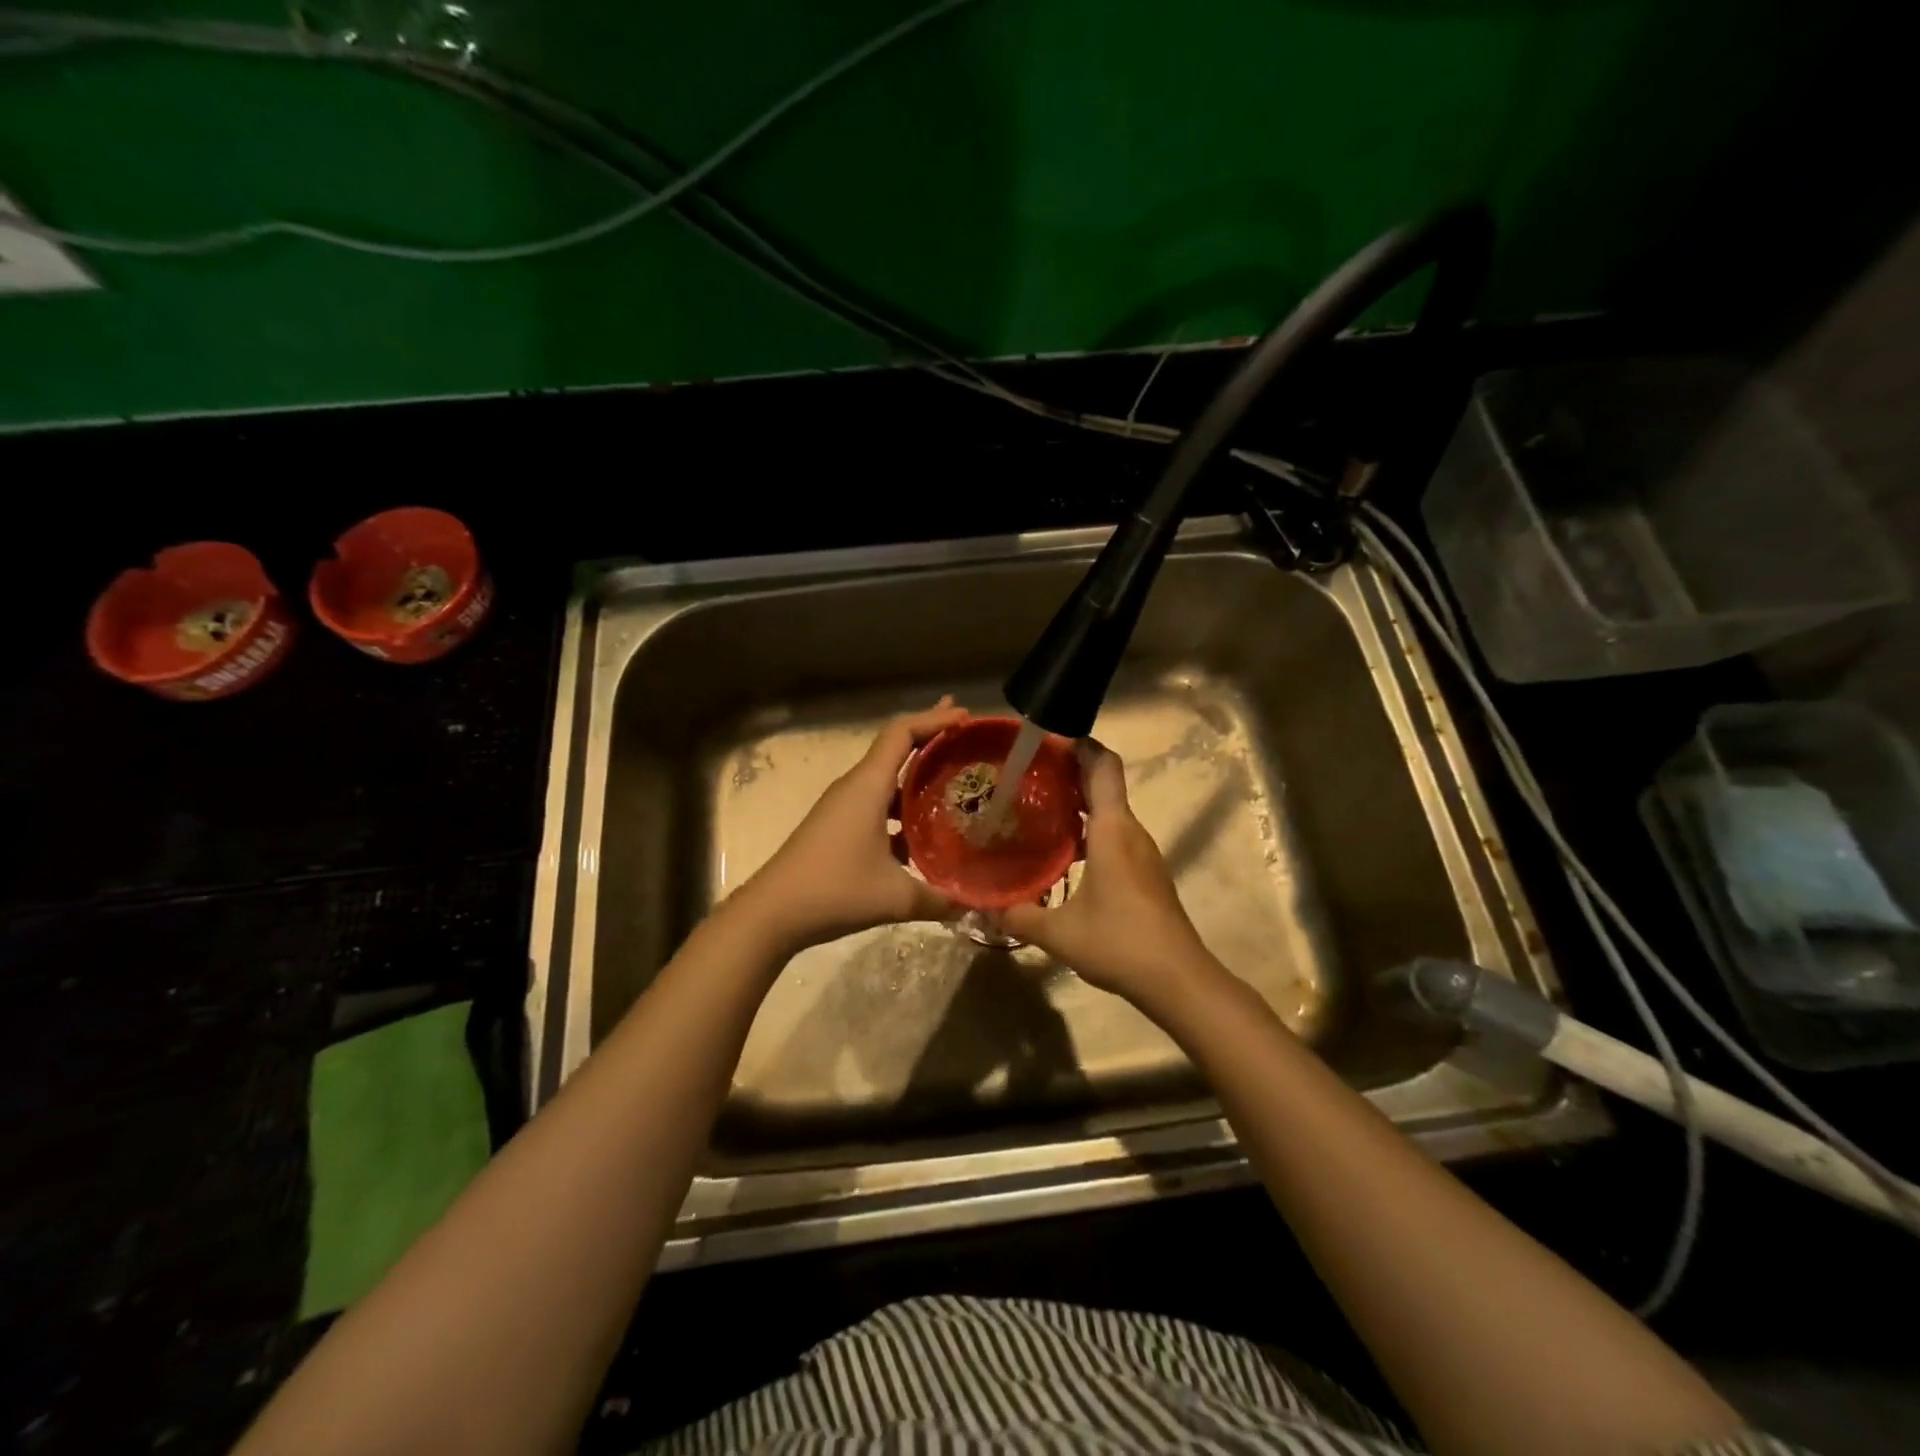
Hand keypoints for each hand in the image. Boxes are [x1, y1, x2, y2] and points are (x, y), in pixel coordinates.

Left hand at [735, 698, 968, 951]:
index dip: (935, 719)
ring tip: (952, 779)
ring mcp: (843, 806)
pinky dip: (902, 805)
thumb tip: (973, 905)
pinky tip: (923, 830)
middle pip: (895, 747)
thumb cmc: (834, 891)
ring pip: (886, 778)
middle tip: (966, 731)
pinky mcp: (837, 826)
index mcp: (868, 786)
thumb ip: (939, 900)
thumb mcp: (895, 898)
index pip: (902, 733)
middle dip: (930, 735)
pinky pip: (877, 802)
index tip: (966, 716)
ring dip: (917, 774)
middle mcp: (855, 787)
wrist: (772, 913)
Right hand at [996, 739, 1222, 1009]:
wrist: (1178, 979)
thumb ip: (1020, 915)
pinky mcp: (1146, 874)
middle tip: (1027, 775)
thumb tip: (985, 910)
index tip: (1048, 738)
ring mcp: (1143, 853)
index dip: (1079, 745)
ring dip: (1078, 806)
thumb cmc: (1119, 942)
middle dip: (1069, 774)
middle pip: (1104, 786)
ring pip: (1109, 814)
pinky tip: (1063, 854)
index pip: (1102, 766)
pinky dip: (1089, 832)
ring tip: (1037, 811)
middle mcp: (1131, 832)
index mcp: (1113, 829)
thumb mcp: (1059, 932)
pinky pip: (1115, 837)